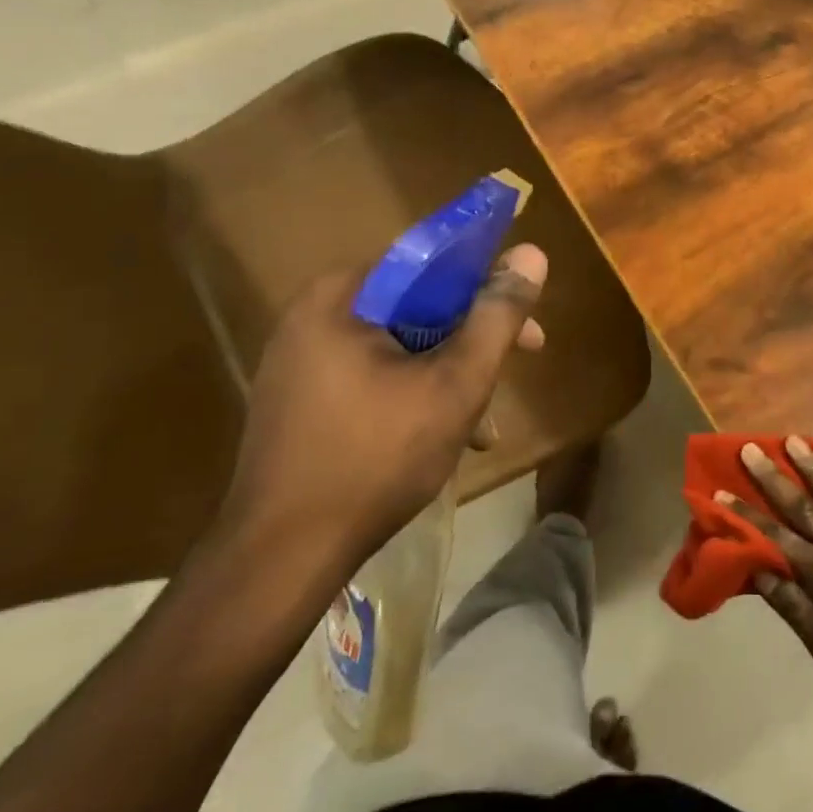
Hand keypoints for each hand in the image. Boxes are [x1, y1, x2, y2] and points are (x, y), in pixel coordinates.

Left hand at [212, 244, 546, 584]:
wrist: (281, 557)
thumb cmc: (376, 457)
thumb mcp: (455, 384)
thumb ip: (497, 317)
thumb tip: (531, 254)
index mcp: (340, 297)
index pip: (429, 263)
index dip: (486, 285)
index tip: (523, 320)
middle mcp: (312, 317)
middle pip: (416, 307)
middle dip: (471, 340)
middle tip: (516, 364)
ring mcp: (300, 361)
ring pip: (399, 346)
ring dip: (448, 374)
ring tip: (481, 424)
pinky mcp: (299, 400)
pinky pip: (373, 376)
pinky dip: (413, 394)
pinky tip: (444, 439)